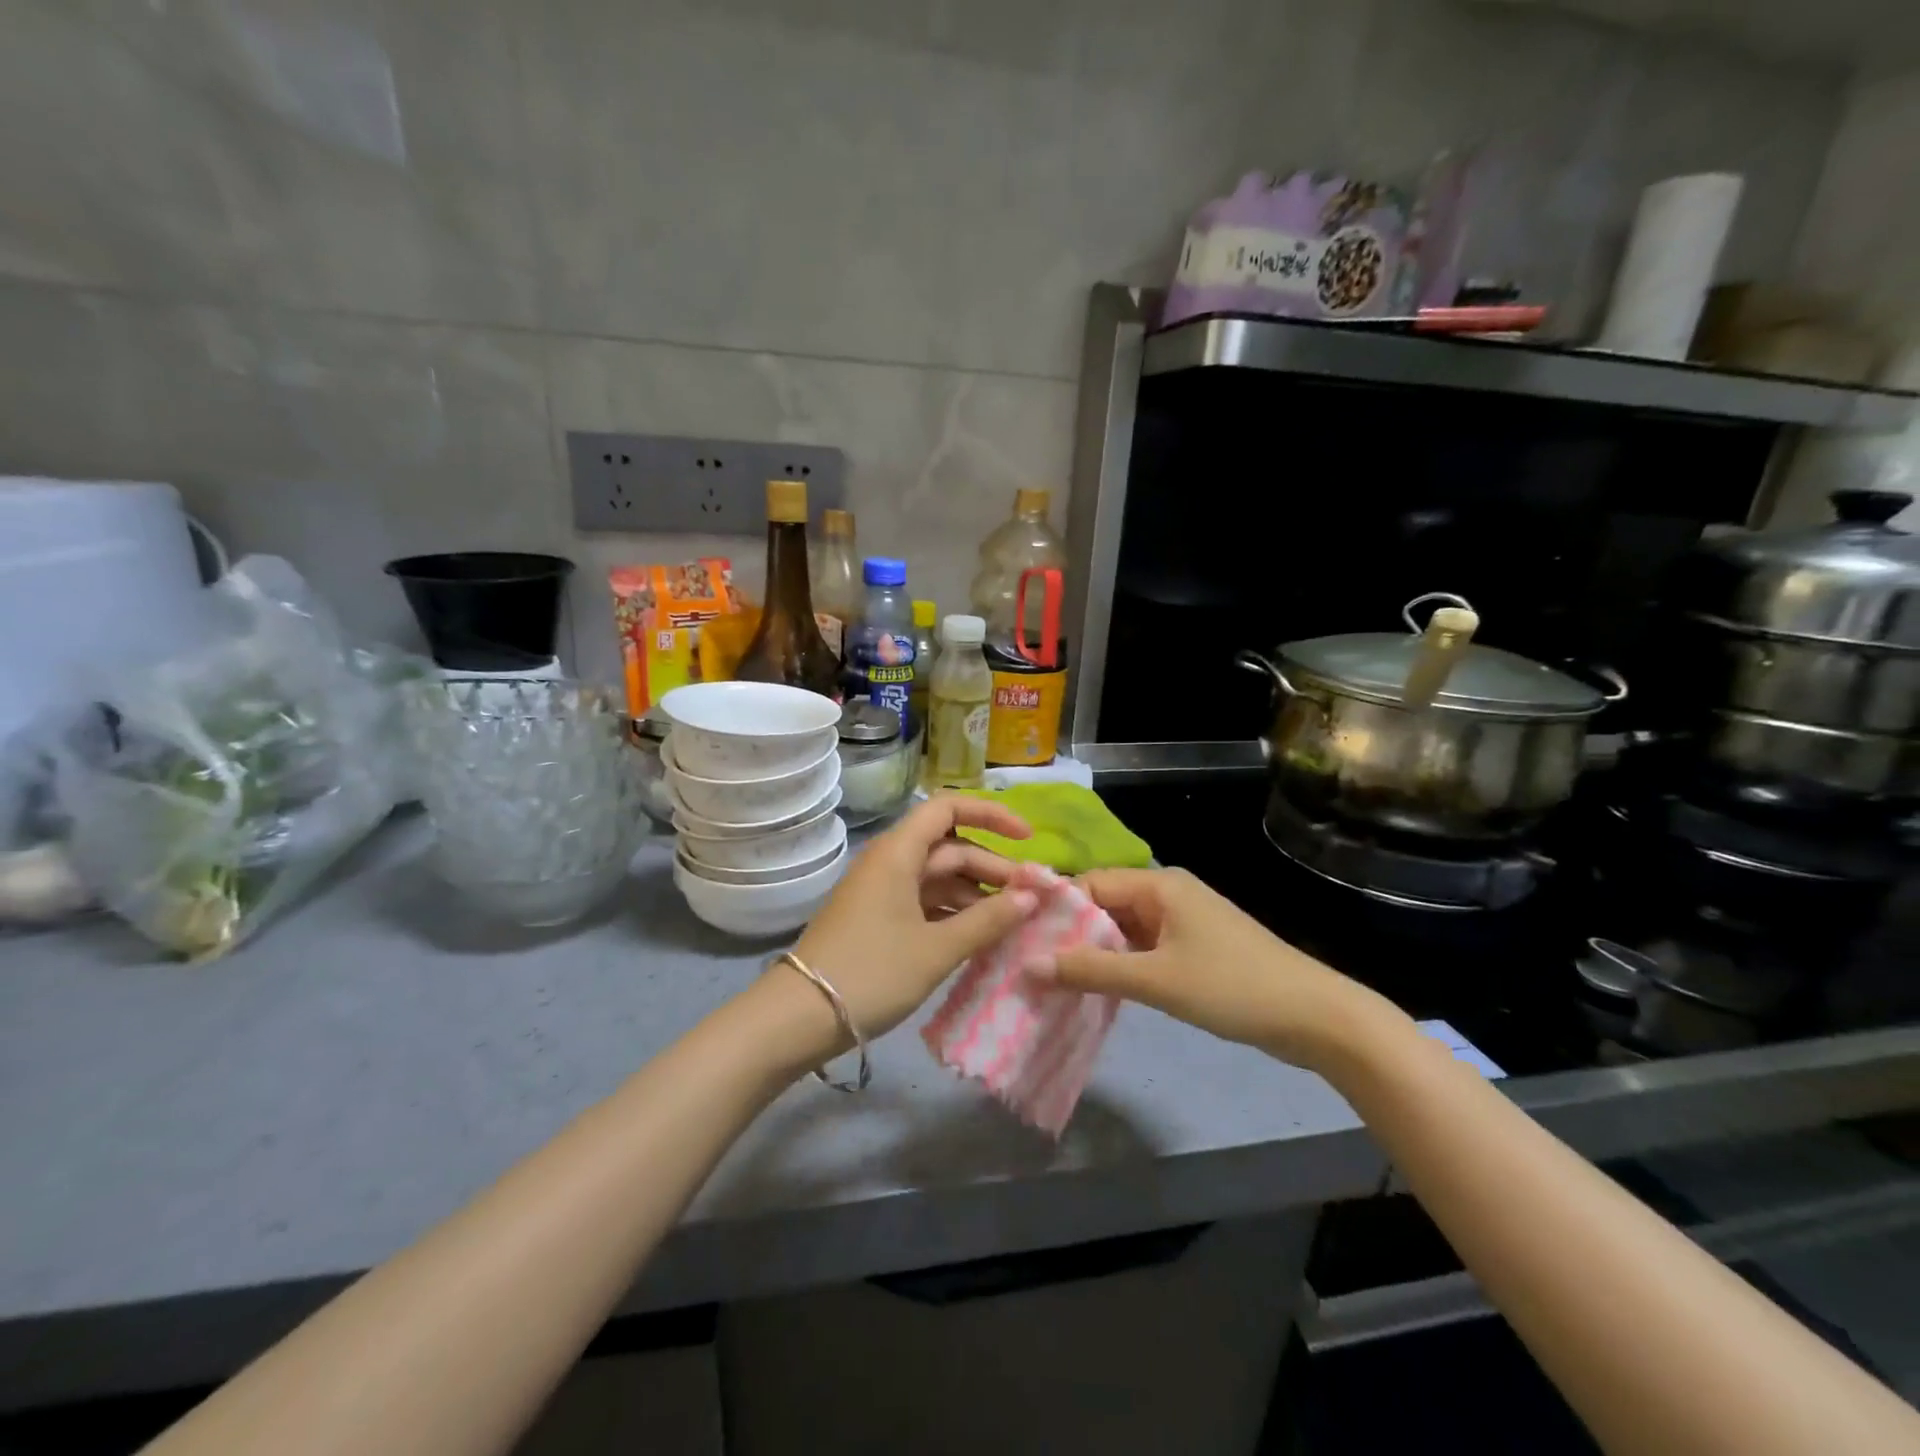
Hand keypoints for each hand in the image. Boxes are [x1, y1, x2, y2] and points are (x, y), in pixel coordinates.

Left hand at [780, 795, 1038, 1048]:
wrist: (800, 1017)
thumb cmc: (872, 972)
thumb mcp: (936, 949)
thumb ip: (987, 921)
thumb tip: (1032, 897)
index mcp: (899, 853)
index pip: (948, 808)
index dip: (991, 815)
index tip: (1027, 840)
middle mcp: (890, 862)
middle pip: (950, 848)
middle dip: (992, 868)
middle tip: (1033, 898)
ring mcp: (883, 892)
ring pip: (940, 879)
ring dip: (976, 895)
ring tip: (1015, 922)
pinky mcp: (879, 919)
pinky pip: (926, 903)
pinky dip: (955, 914)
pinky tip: (981, 937)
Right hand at [1030, 867, 1394, 1070]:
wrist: (1315, 1017)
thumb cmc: (1232, 986)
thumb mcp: (1155, 979)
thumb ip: (1091, 971)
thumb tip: (1028, 966)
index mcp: (1159, 884)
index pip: (1090, 884)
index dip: (1055, 910)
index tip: (1021, 940)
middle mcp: (1167, 894)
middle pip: (1105, 905)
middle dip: (1070, 934)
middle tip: (1031, 966)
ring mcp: (1182, 922)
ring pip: (1123, 930)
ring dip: (1094, 953)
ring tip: (1053, 981)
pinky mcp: (1193, 949)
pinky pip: (1143, 949)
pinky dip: (1120, 966)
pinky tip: (1095, 990)